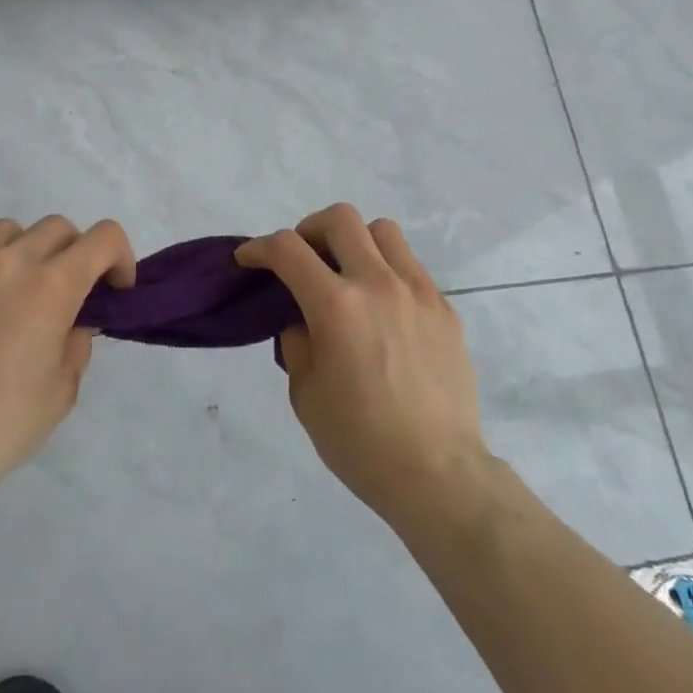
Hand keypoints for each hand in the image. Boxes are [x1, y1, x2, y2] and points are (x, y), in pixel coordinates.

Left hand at [0, 216, 135, 503]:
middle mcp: (9, 263)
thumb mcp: (61, 390)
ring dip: (30, 251)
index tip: (115, 290)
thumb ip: (76, 343)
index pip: (103, 238)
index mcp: (51, 286)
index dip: (120, 258)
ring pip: (10, 231)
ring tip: (24, 292)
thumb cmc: (1, 424)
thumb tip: (72, 322)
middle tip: (72, 295)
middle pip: (58, 228)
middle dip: (77, 254)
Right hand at [237, 204, 487, 523]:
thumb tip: (302, 320)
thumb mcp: (306, 395)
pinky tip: (382, 310)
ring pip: (383, 232)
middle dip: (309, 229)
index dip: (260, 247)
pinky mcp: (444, 309)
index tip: (248, 259)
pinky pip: (411, 267)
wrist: (438, 473)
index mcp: (337, 307)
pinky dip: (386, 272)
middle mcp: (379, 285)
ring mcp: (418, 292)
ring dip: (355, 242)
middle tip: (302, 259)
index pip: (288, 250)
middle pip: (341, 219)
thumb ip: (297, 344)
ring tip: (347, 275)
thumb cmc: (361, 441)